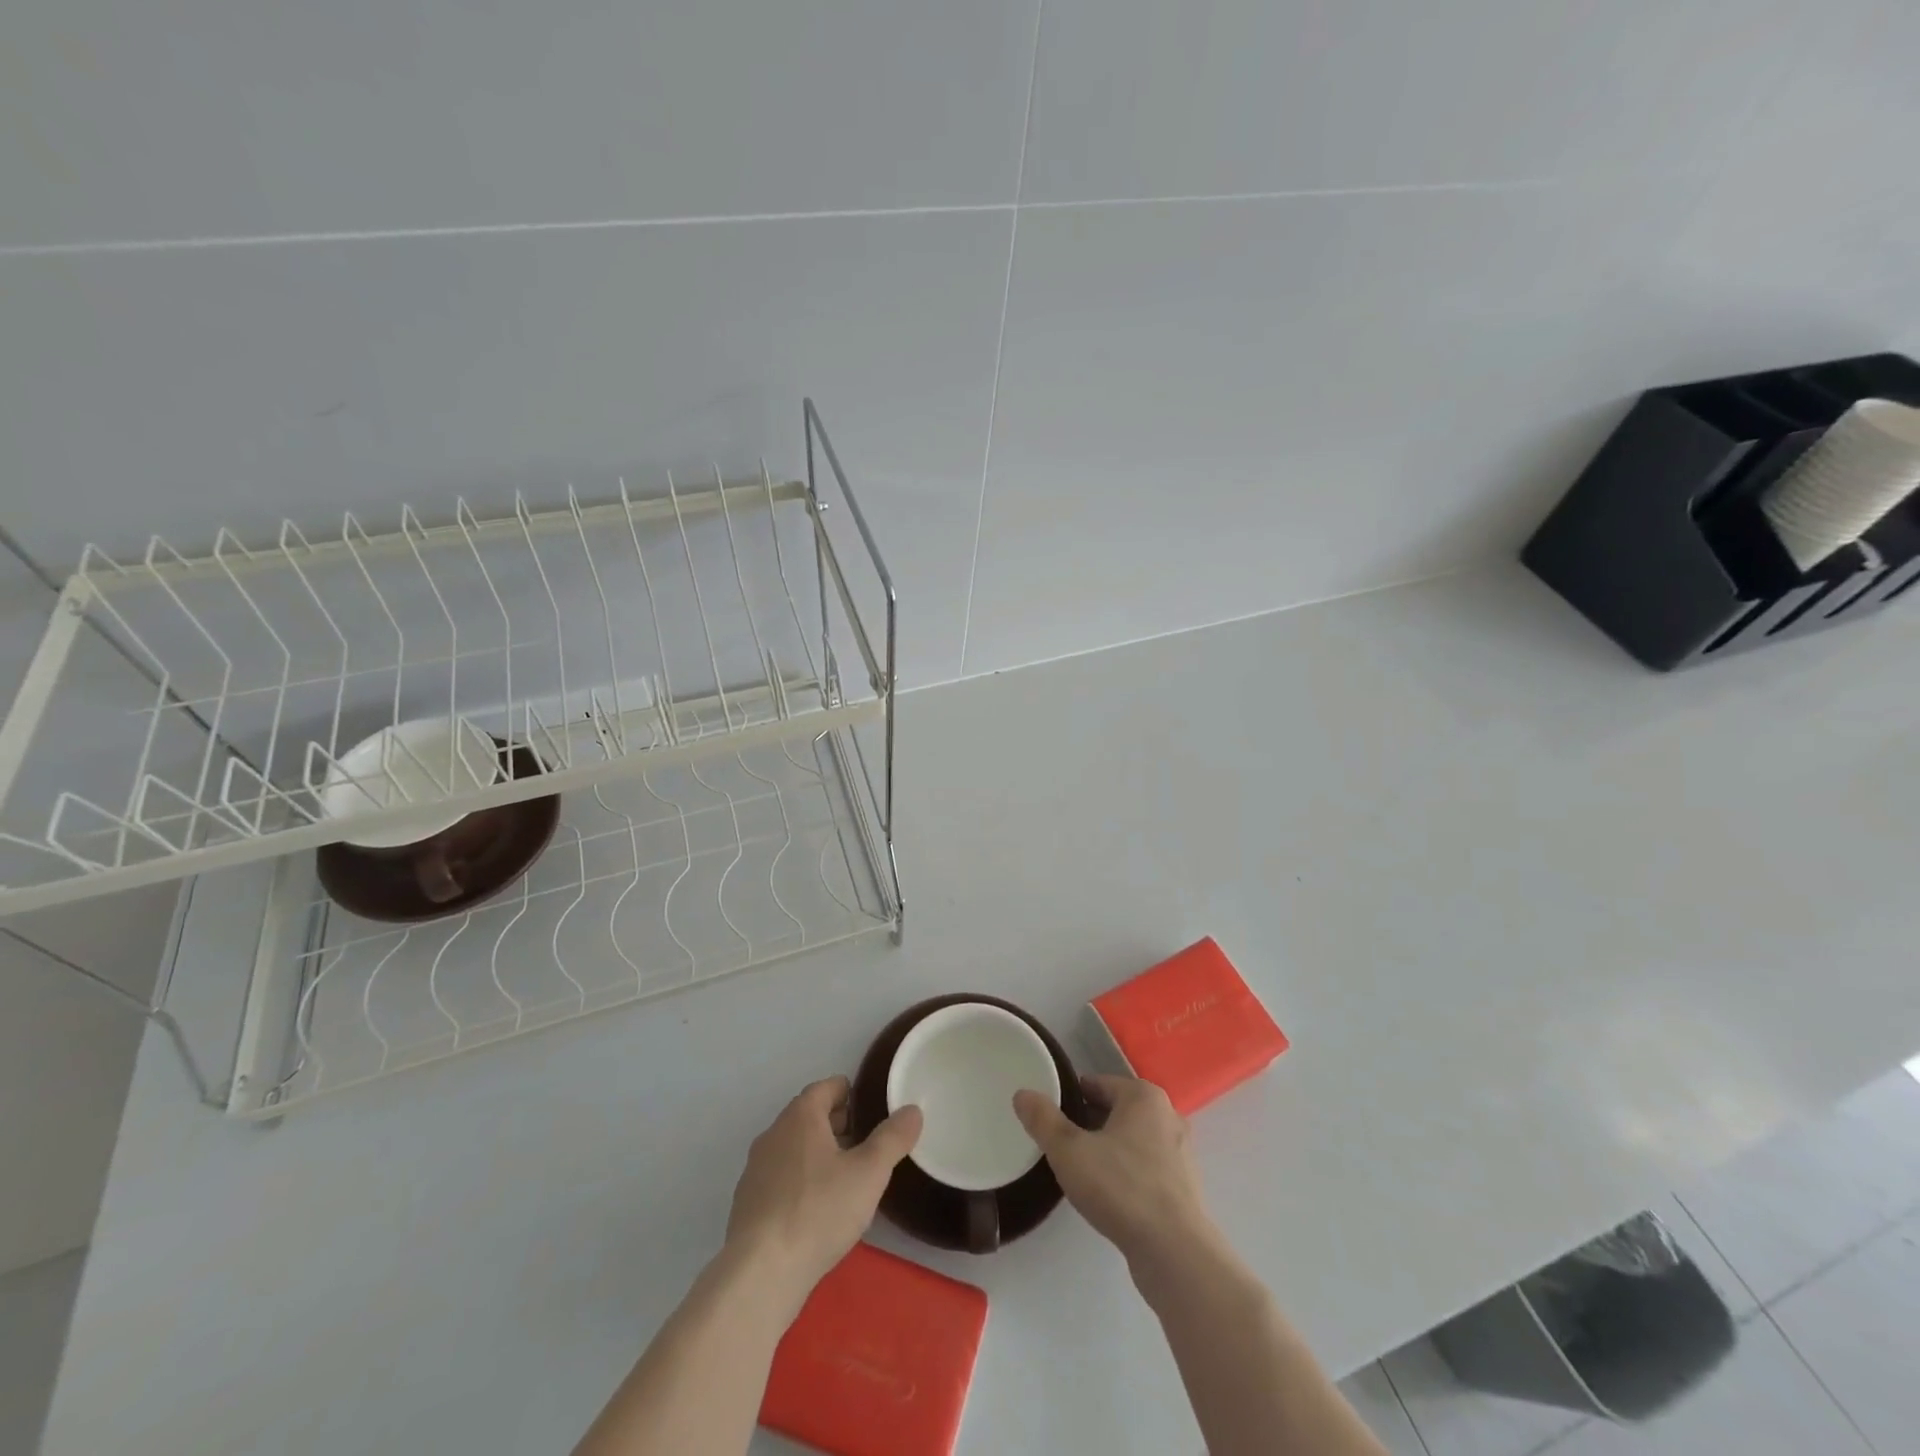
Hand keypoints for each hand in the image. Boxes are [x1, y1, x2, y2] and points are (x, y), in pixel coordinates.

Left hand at [725, 1076, 921, 1305]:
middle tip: (865, 1142)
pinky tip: (817, 1210)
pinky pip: (780, 1178)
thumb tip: (912, 1110)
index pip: (825, 1087)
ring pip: (793, 1148)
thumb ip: (893, 1138)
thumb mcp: (869, 1173)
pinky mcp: (747, 1204)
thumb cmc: (819, 1210)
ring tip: (846, 1177)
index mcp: (800, 1117)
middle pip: (808, 1116)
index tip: (870, 1109)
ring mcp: (756, 1170)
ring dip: (818, 1154)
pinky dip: (800, 1181)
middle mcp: (773, 1134)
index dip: (849, 1093)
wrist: (760, 1273)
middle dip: (837, 1124)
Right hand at [1013, 1074, 1213, 1268]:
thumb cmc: (1121, 1188)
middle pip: (1115, 1110)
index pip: (1096, 1084)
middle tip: (1061, 1146)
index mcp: (1143, 1096)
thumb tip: (1022, 1094)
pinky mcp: (1184, 1185)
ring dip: (1108, 1150)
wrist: (1175, 1252)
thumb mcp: (1069, 1151)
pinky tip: (1110, 1196)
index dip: (1070, 1099)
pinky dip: (1127, 1173)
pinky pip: (1146, 1167)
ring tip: (1082, 1172)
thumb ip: (1043, 1120)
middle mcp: (1167, 1115)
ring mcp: (1180, 1152)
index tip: (1050, 1120)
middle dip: (1088, 1124)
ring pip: (1132, 1140)